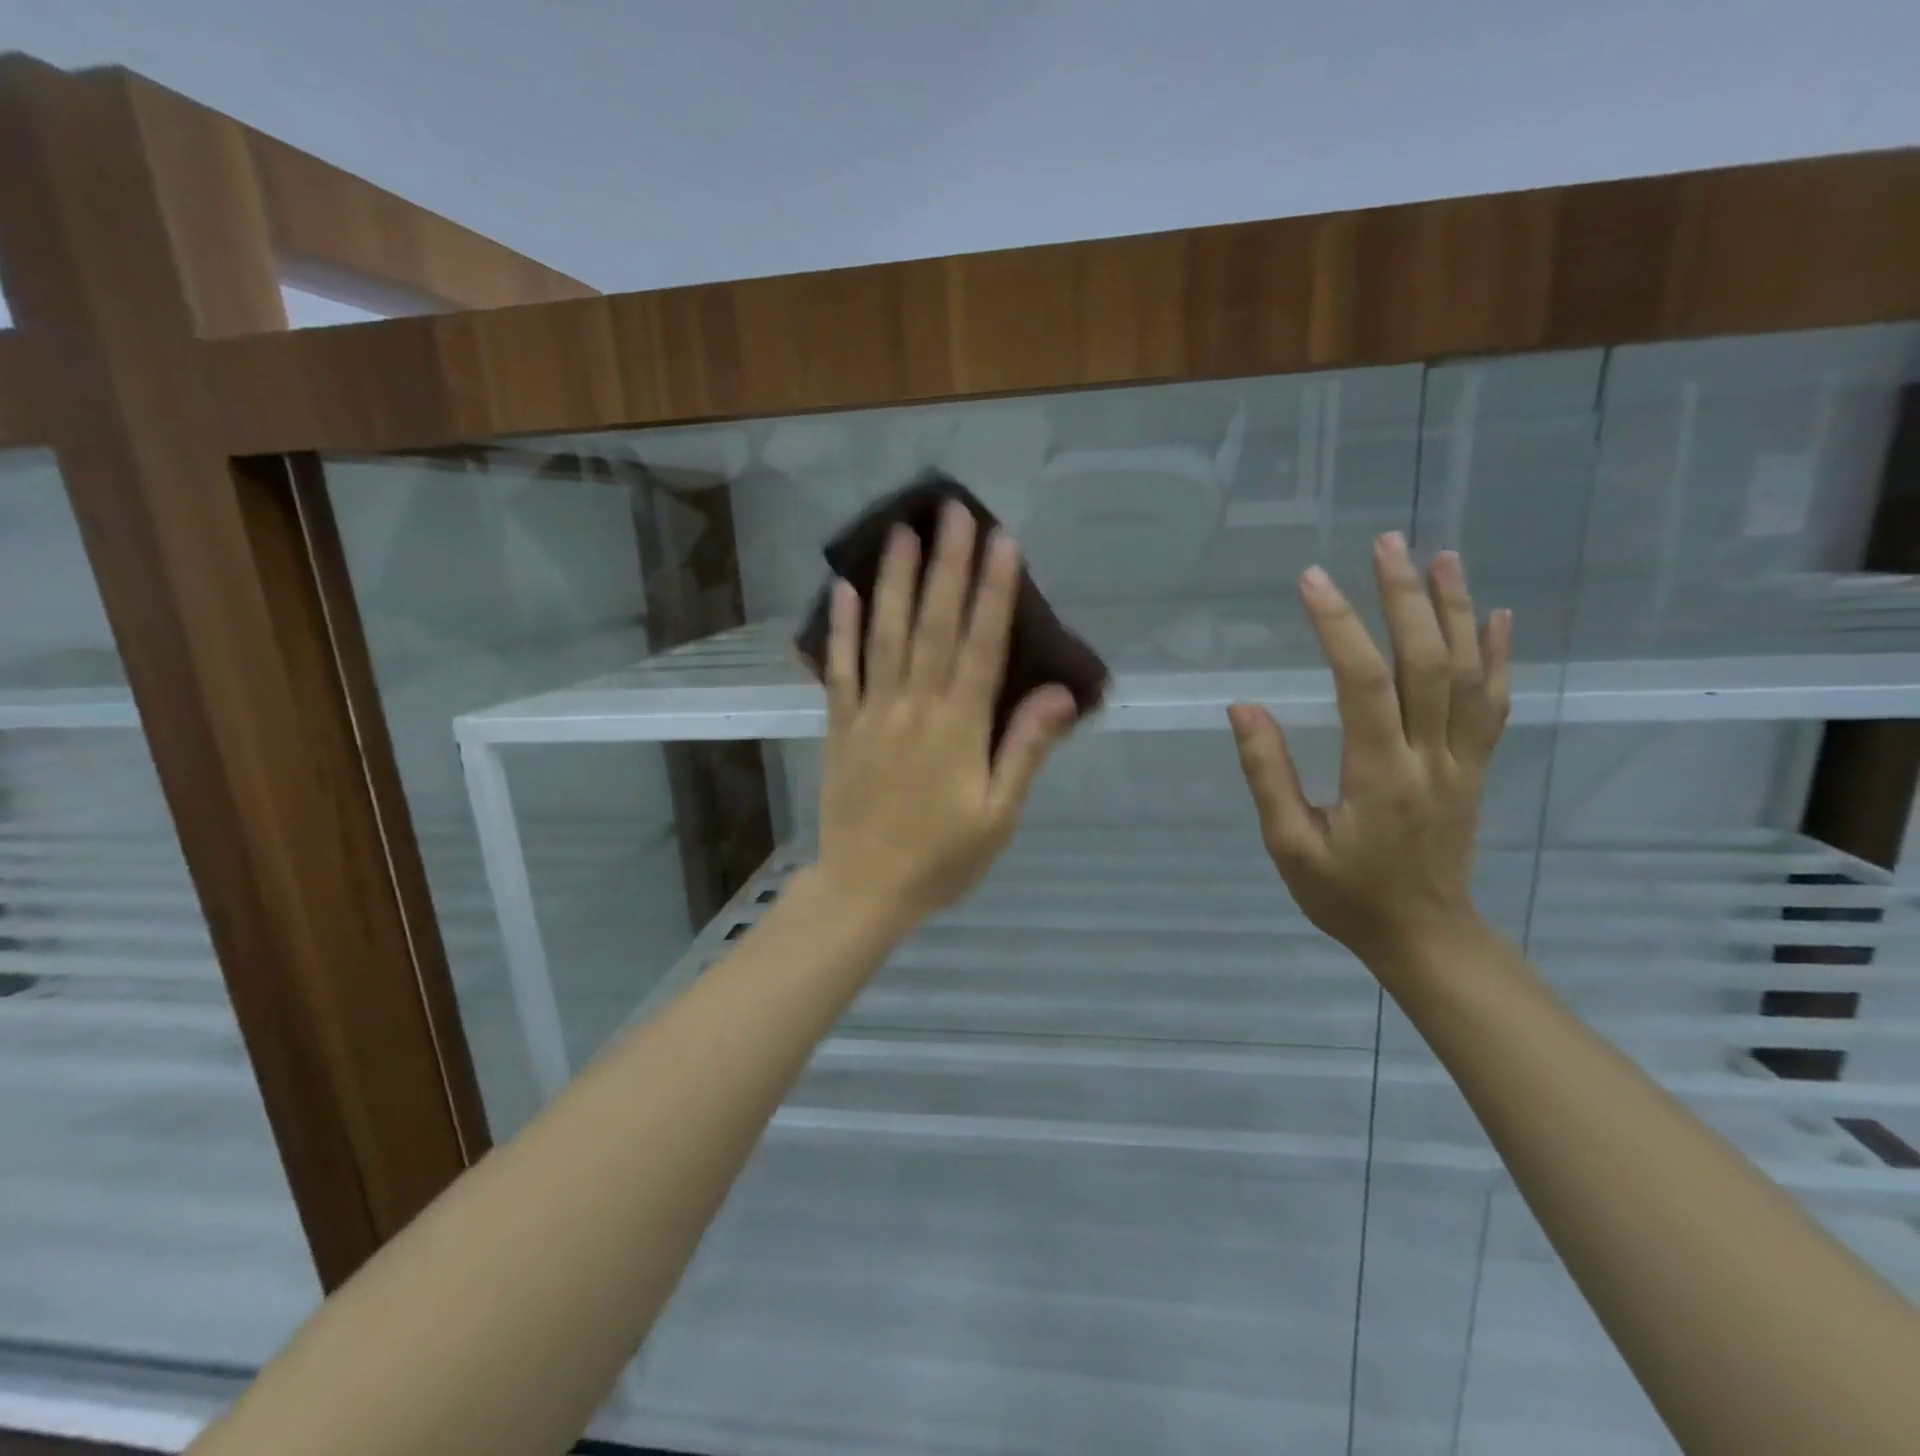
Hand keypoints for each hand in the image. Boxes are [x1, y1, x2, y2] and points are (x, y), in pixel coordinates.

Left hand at [813, 502, 1078, 932]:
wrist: (865, 889)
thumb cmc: (942, 858)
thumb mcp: (998, 815)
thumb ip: (1024, 750)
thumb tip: (1057, 694)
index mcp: (958, 727)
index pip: (980, 645)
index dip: (993, 592)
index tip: (1002, 542)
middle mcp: (913, 707)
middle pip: (932, 625)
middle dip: (946, 566)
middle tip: (953, 511)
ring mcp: (870, 713)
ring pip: (884, 635)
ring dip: (894, 581)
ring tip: (901, 531)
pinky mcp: (839, 726)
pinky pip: (839, 670)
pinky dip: (841, 629)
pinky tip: (844, 590)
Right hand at [1229, 532, 1511, 966]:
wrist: (1426, 937)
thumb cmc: (1347, 895)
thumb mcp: (1289, 845)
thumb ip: (1268, 774)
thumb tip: (1244, 708)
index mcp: (1379, 774)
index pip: (1364, 683)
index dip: (1338, 626)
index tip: (1311, 580)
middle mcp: (1431, 756)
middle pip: (1427, 662)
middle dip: (1405, 597)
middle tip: (1385, 544)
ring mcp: (1463, 761)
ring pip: (1469, 673)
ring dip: (1456, 611)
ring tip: (1442, 557)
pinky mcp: (1476, 768)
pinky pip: (1495, 704)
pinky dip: (1499, 656)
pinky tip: (1496, 617)